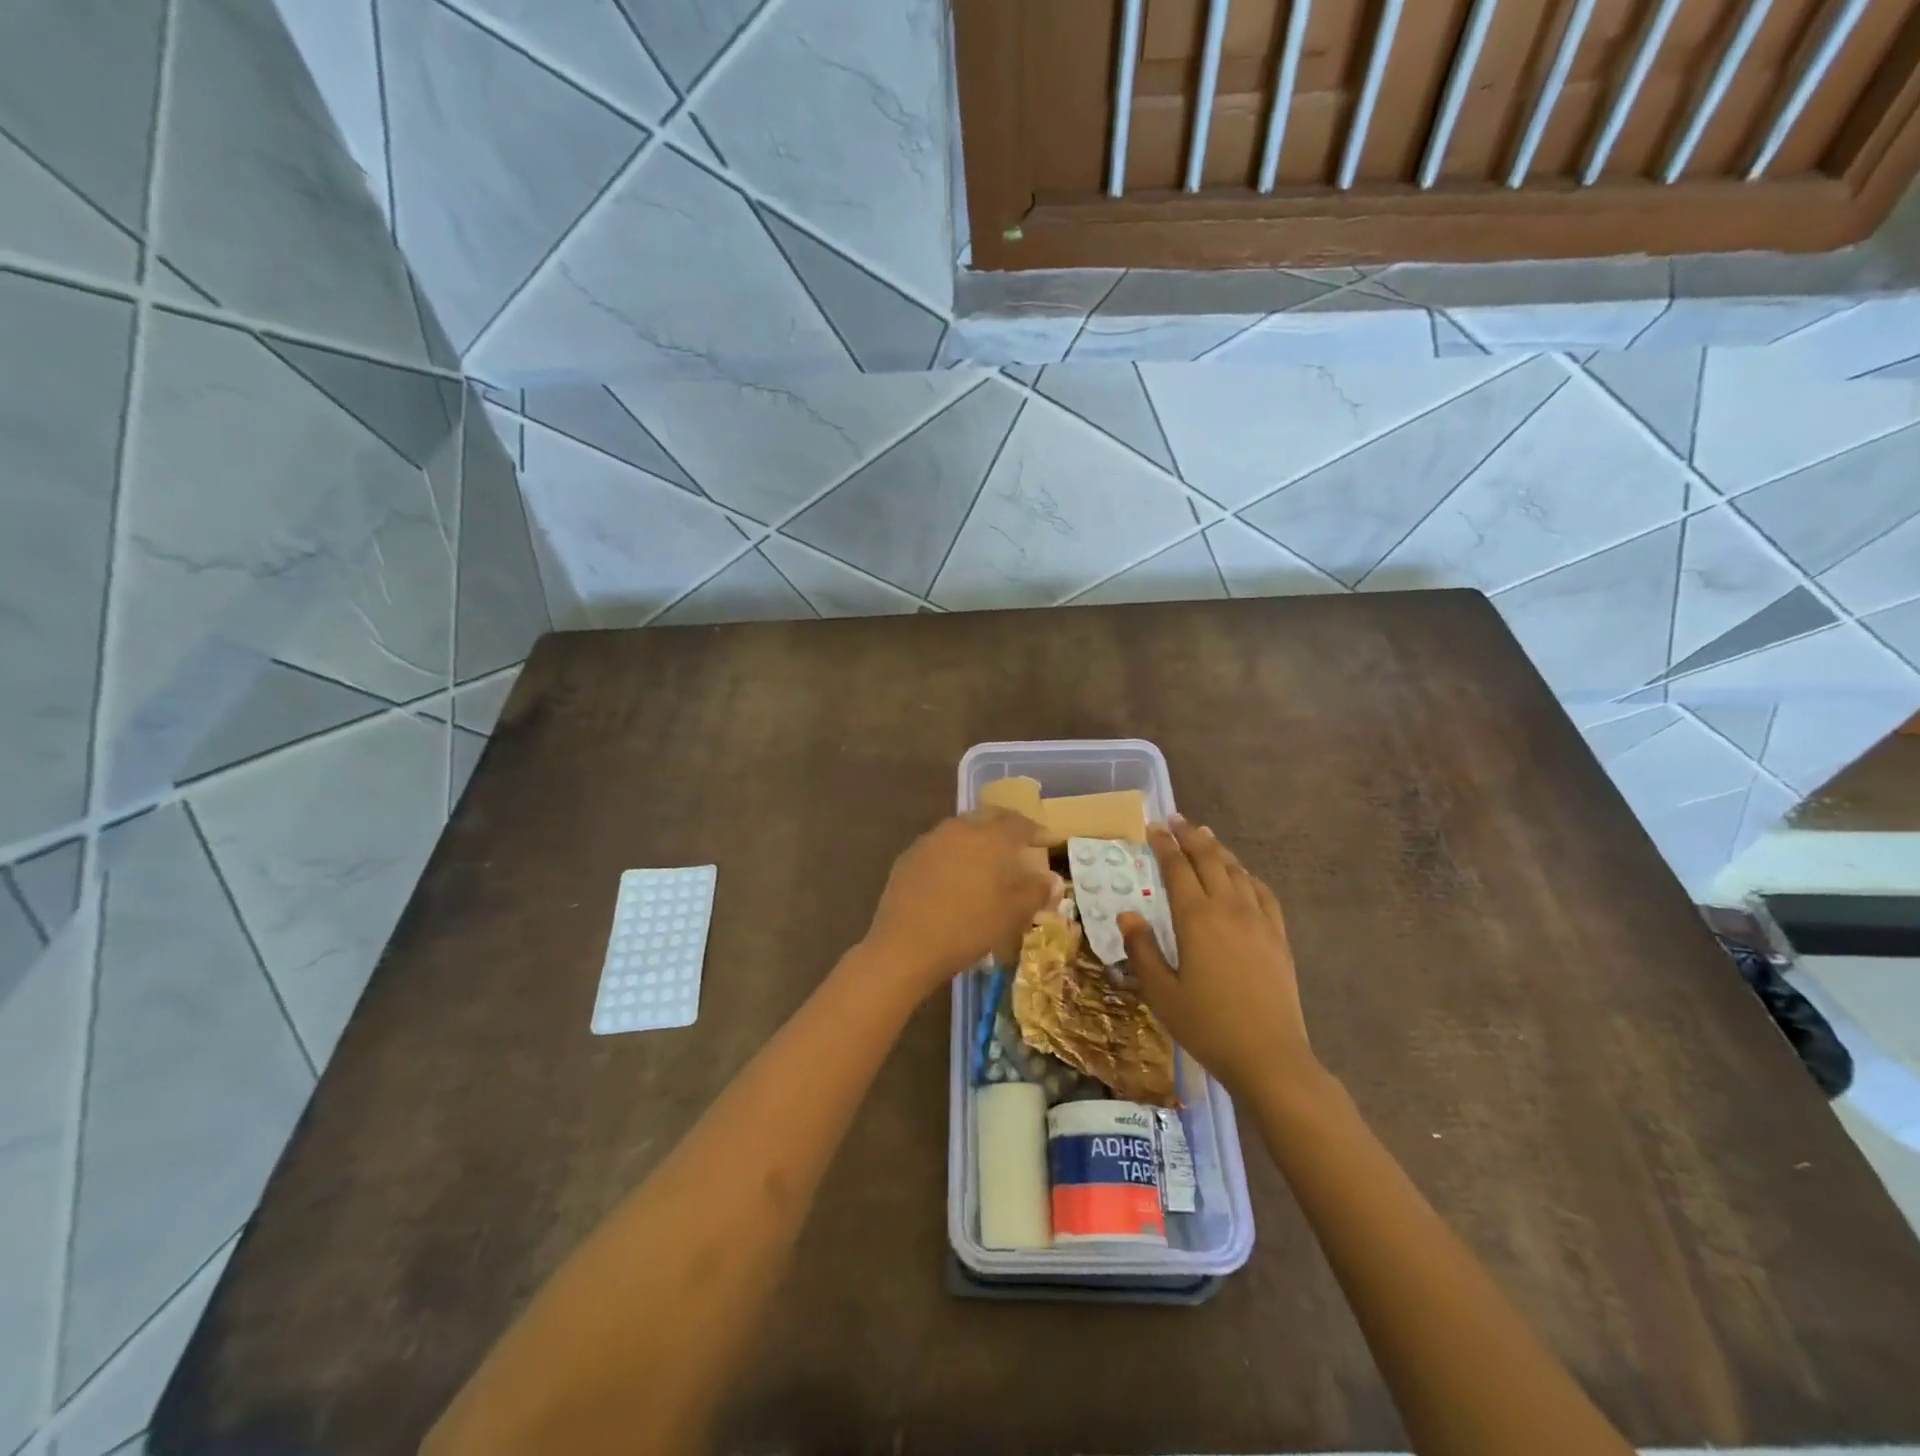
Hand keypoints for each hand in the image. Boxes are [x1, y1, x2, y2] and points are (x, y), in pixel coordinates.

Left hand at [863, 809, 1060, 993]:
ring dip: (979, 839)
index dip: (1037, 831)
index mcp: (990, 837)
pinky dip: (954, 854)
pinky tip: (955, 875)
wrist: (905, 946)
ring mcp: (930, 840)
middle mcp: (960, 829)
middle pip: (989, 818)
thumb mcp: (1013, 914)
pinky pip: (940, 846)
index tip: (1049, 840)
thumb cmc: (969, 927)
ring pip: (962, 830)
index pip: (1020, 823)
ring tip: (988, 859)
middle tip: (1020, 843)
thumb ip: (1037, 892)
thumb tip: (1053, 879)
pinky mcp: (909, 857)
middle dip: (1007, 827)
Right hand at [1119, 817, 1313, 1096]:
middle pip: (1209, 860)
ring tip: (1205, 837)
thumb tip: (1127, 914)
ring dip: (1218, 850)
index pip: (1177, 869)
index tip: (1154, 827)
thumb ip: (1142, 950)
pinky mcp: (1278, 937)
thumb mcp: (1161, 993)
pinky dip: (1248, 876)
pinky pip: (1263, 893)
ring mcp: (1259, 920)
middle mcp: (1229, 908)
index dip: (1164, 845)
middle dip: (1191, 837)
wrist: (1270, 1056)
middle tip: (1177, 821)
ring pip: (1237, 871)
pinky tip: (1243, 876)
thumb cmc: (1208, 1025)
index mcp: (1196, 918)